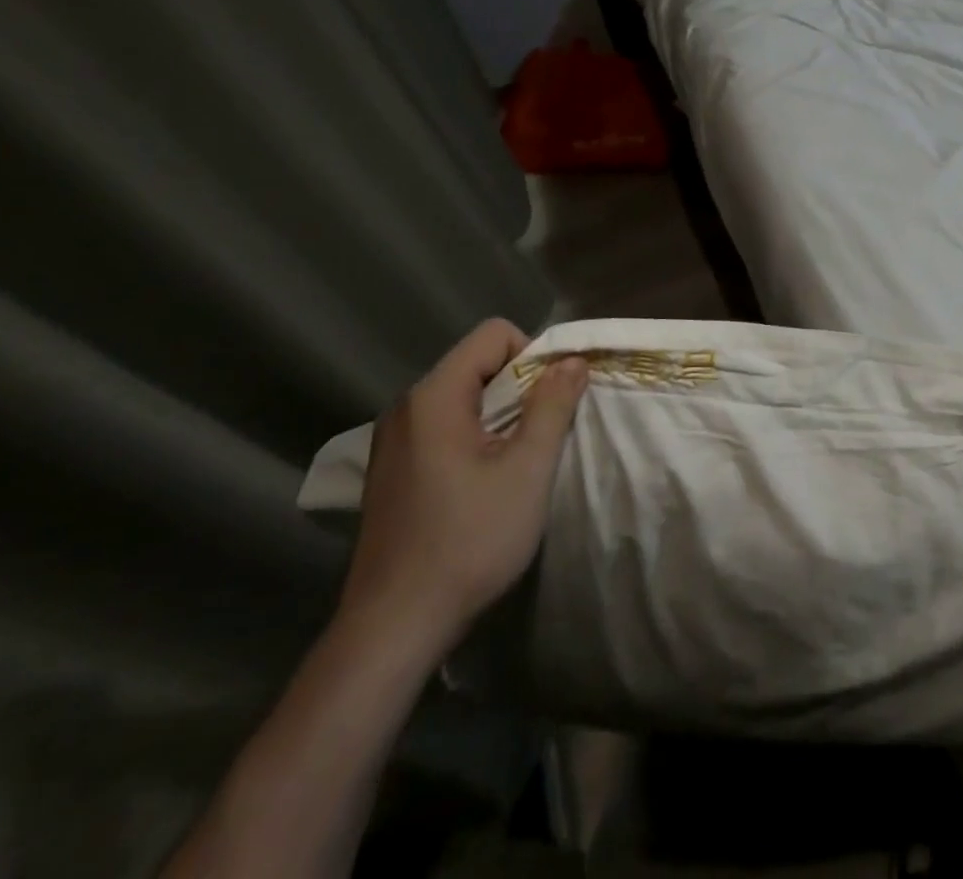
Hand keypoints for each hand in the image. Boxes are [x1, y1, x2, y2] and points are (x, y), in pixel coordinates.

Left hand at [336, 320, 586, 659]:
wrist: (392, 629)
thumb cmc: (468, 541)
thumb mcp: (527, 470)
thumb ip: (552, 405)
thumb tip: (572, 360)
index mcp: (433, 397)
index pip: (494, 335)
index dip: (534, 355)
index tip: (553, 401)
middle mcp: (405, 408)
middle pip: (477, 364)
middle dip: (520, 387)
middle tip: (541, 435)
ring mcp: (391, 441)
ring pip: (462, 397)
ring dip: (499, 415)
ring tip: (516, 462)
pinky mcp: (390, 471)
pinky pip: (443, 427)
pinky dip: (474, 438)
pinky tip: (483, 484)